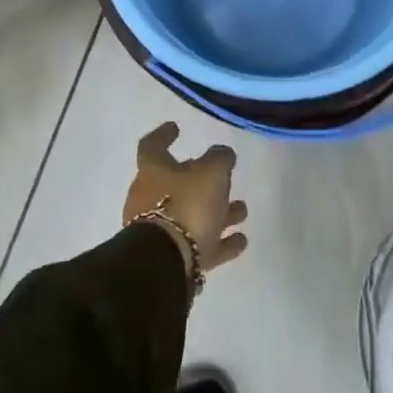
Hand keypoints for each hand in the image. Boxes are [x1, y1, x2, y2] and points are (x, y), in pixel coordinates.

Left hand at [124, 123, 248, 283]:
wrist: (165, 264)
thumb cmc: (186, 206)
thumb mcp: (211, 173)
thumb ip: (219, 158)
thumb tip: (221, 154)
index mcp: (152, 172)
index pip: (152, 146)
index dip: (164, 135)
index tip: (176, 127)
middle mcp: (149, 199)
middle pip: (177, 183)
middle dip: (202, 180)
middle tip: (224, 177)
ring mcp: (160, 231)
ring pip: (192, 215)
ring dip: (217, 212)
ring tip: (242, 211)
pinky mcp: (173, 259)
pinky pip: (200, 245)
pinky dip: (220, 241)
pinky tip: (241, 240)